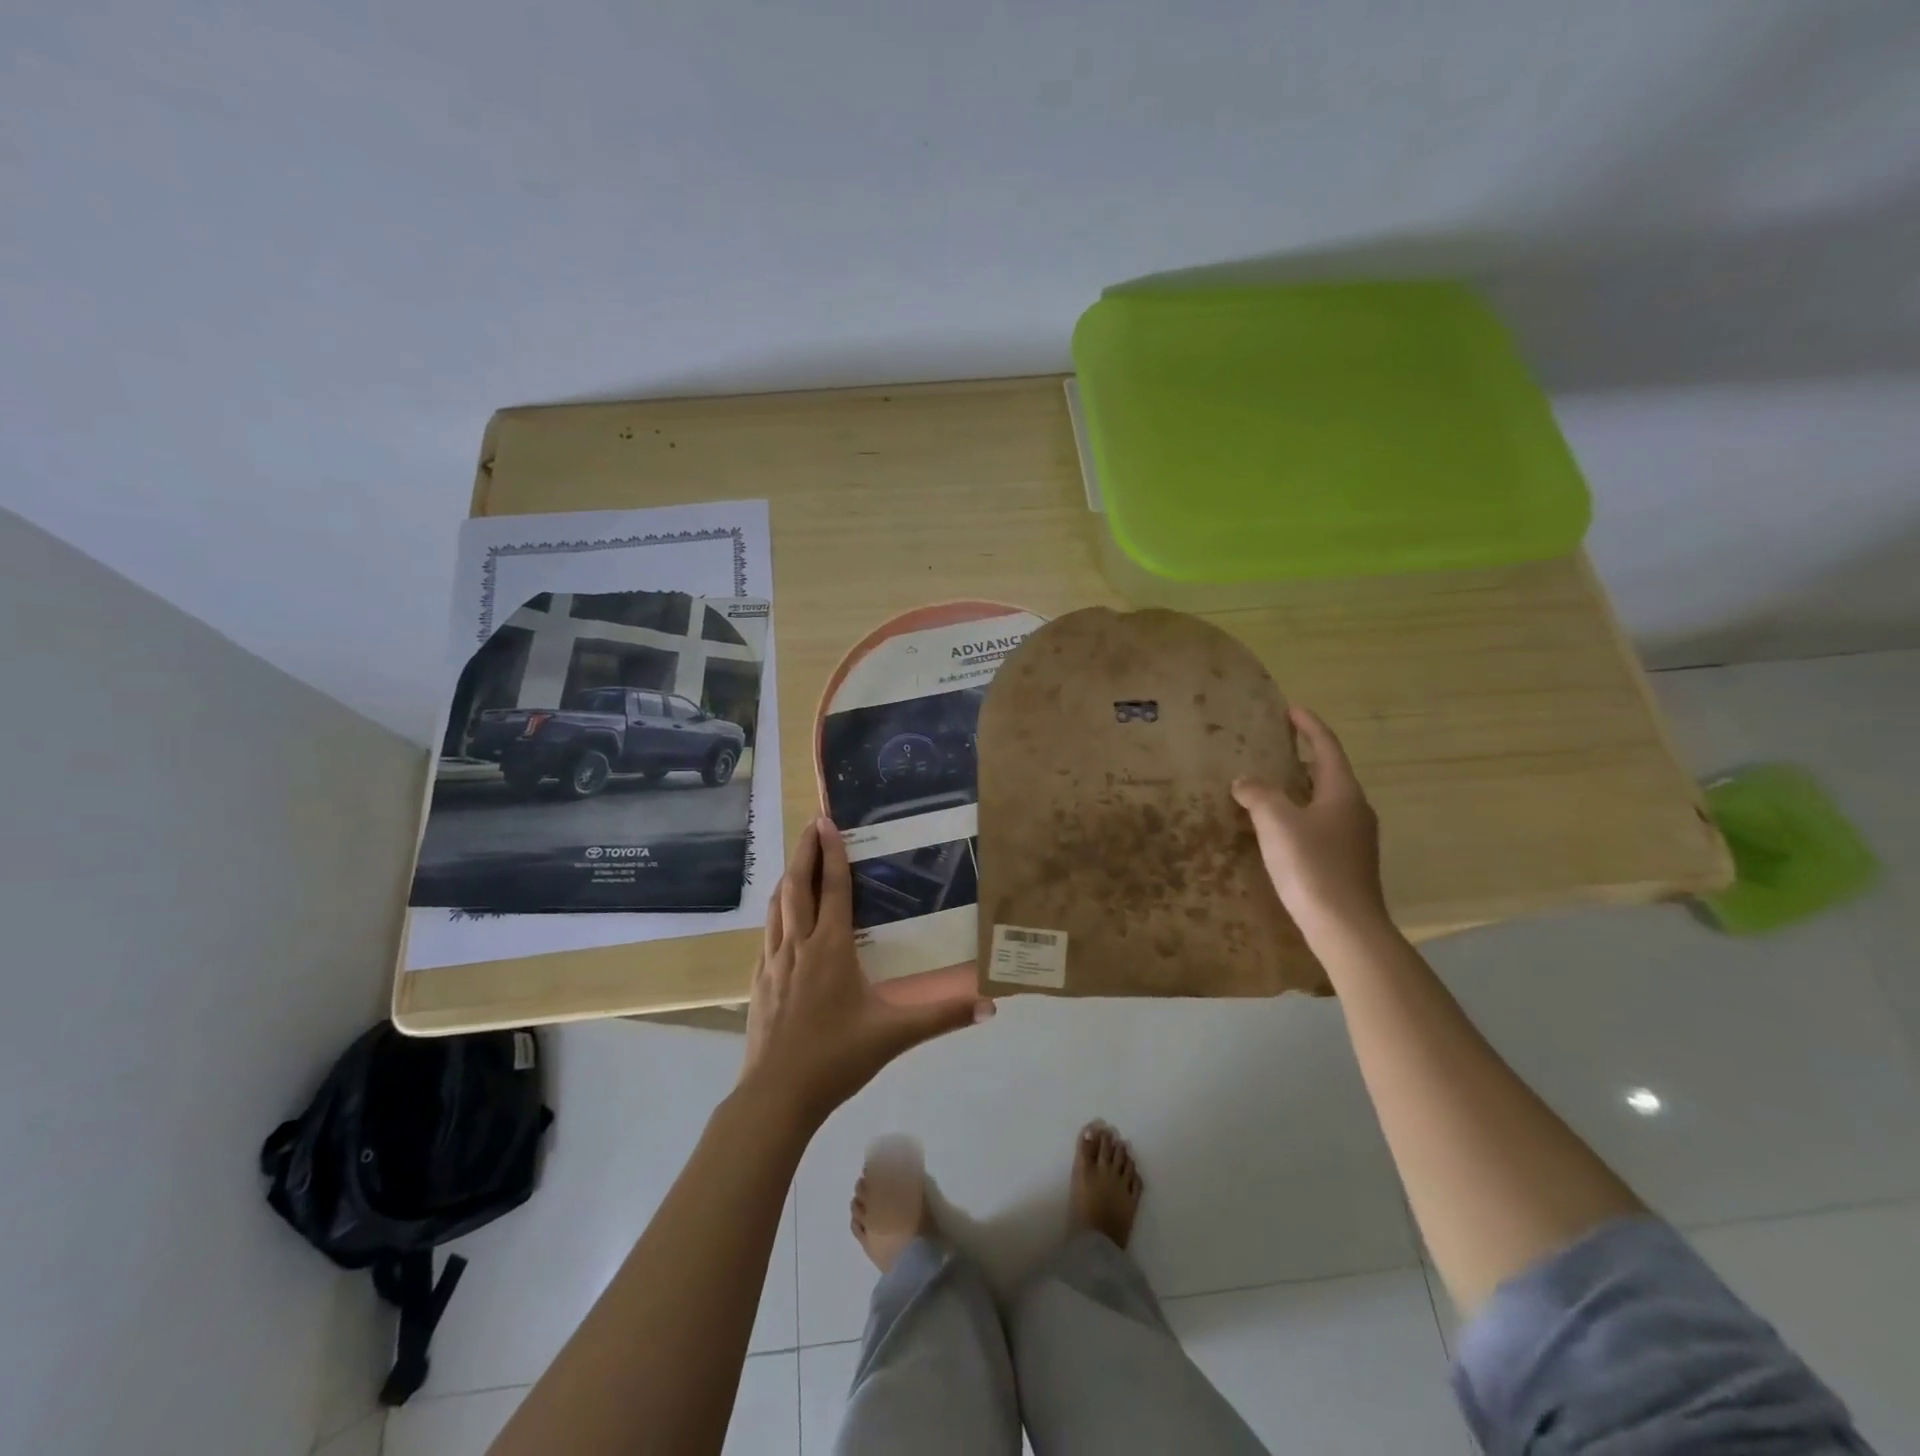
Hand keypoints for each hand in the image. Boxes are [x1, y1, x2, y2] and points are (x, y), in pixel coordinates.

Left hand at [740, 817, 992, 1127]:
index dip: (831, 853)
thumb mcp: (894, 1034)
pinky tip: (781, 921)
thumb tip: (989, 1005)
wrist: (776, 1095)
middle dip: (804, 852)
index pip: (832, 888)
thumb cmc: (836, 1057)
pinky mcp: (759, 982)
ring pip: (777, 907)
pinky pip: (767, 933)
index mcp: (830, 948)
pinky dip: (776, 913)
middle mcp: (798, 945)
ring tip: (797, 862)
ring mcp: (773, 962)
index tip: (826, 821)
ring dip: (787, 878)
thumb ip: (942, 1016)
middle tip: (811, 825)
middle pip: (796, 886)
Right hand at [1232, 706, 1390, 945]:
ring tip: (1268, 790)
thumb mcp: (1276, 822)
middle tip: (1273, 750)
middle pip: (1328, 774)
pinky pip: (1319, 827)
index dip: (1309, 727)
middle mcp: (1354, 810)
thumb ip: (1258, 794)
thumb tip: (1245, 782)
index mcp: (1342, 792)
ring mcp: (1354, 839)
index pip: (1326, 748)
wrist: (1345, 927)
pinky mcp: (1346, 864)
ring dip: (1298, 792)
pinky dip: (1298, 818)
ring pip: (1323, 803)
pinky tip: (1276, 832)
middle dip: (1301, 760)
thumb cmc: (1312, 866)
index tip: (1291, 710)